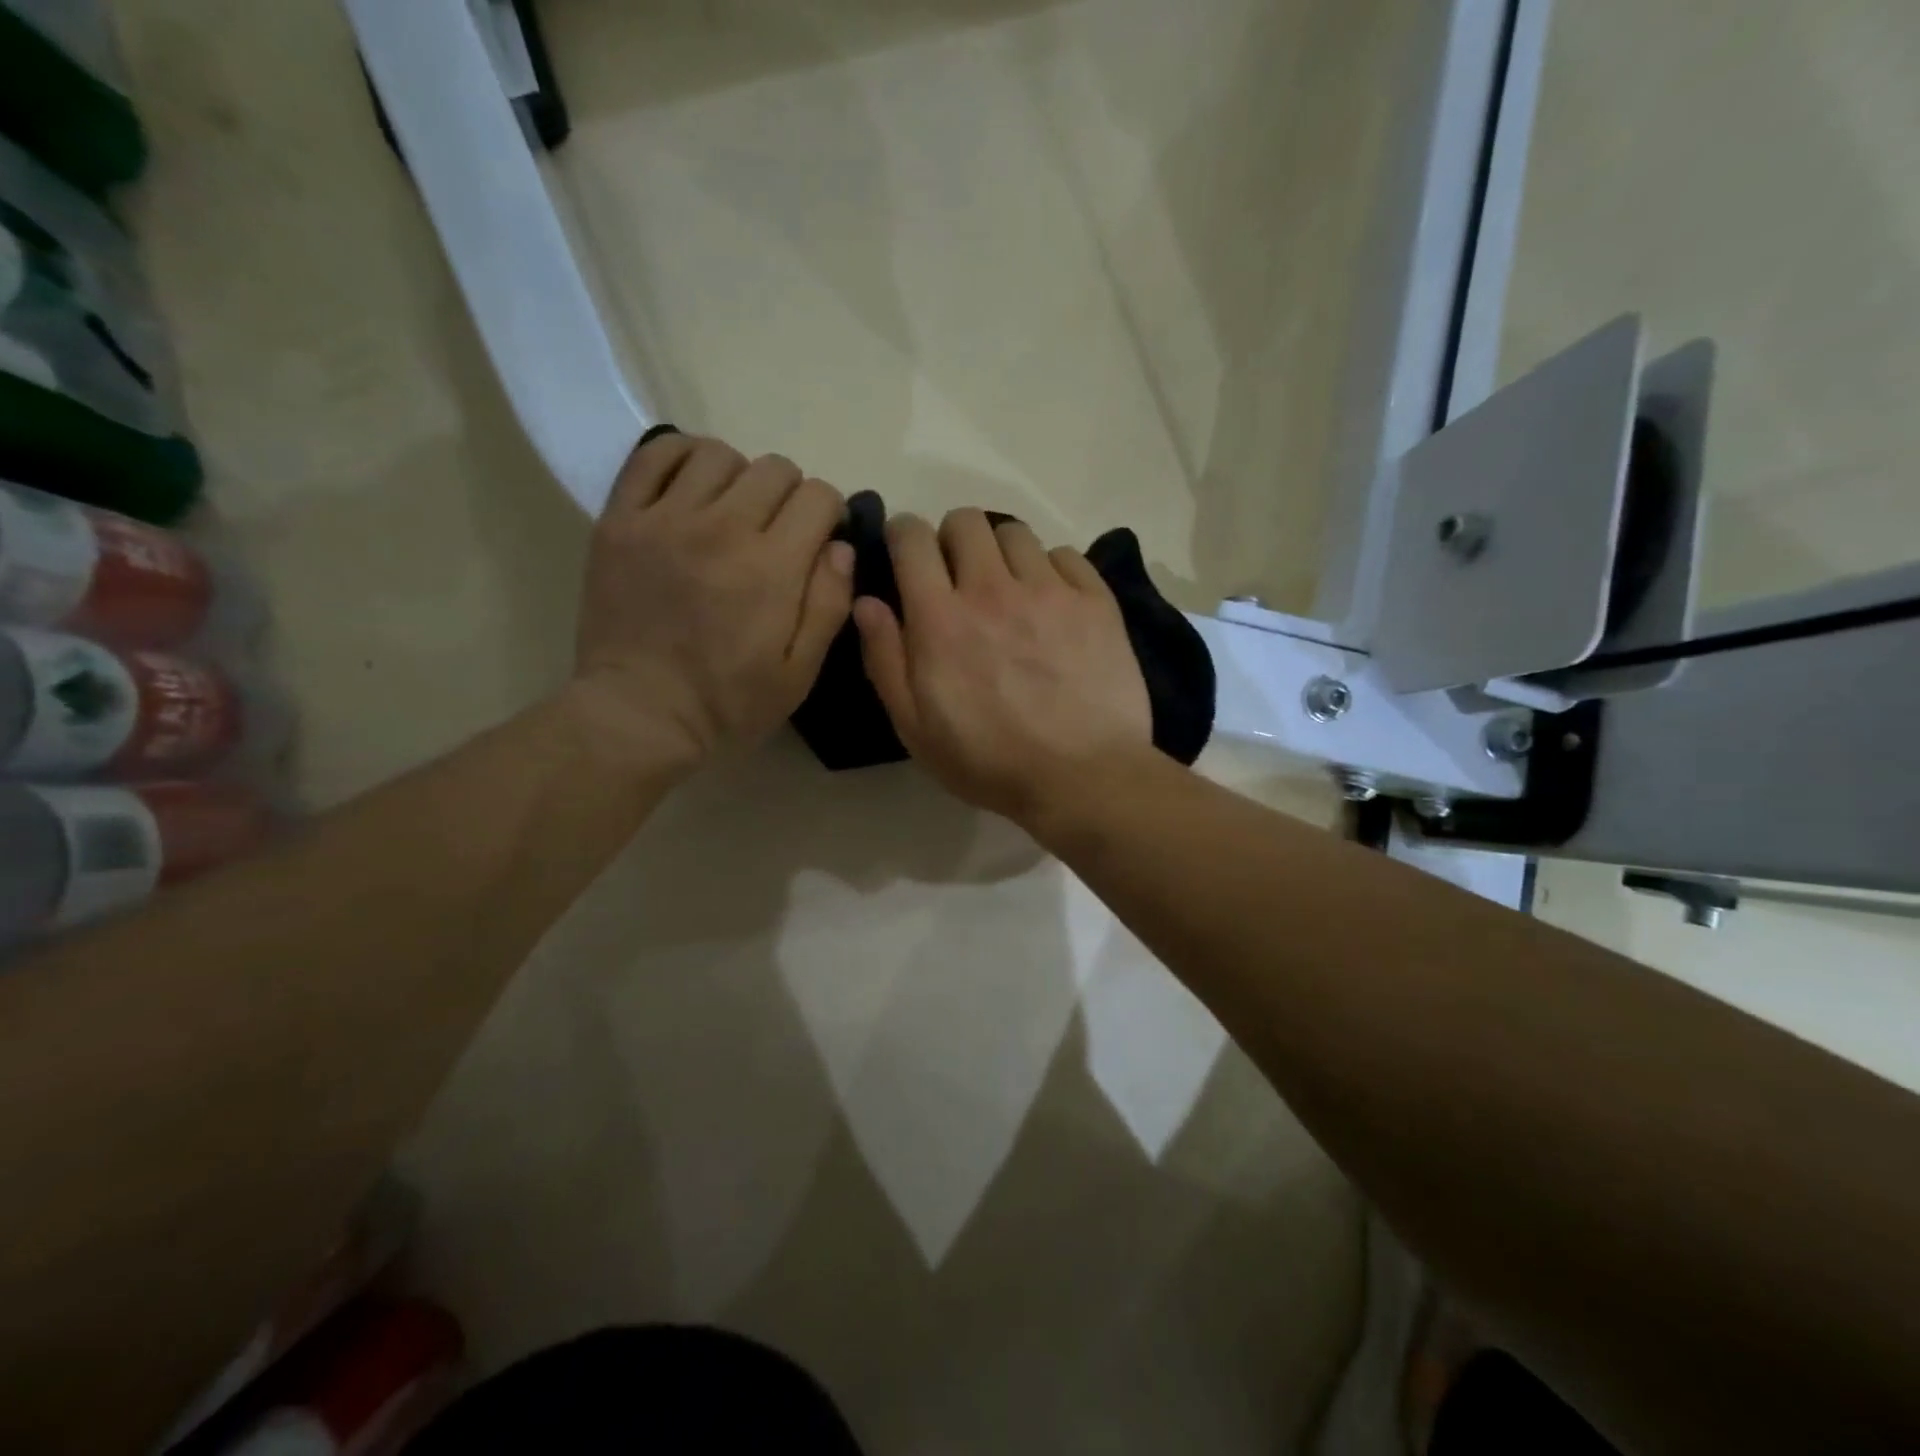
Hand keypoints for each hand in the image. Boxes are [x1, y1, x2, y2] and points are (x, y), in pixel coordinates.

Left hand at [570, 432, 853, 772]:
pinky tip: (692, 487)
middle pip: (775, 469)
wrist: (638, 715)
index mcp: (771, 568)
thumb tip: (841, 546)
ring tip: (733, 513)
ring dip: (740, 477)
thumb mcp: (799, 672)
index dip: (829, 515)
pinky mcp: (621, 520)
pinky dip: (682, 457)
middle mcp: (722, 529)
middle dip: (791, 497)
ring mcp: (665, 519)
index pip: (819, 497)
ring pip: (719, 455)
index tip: (819, 542)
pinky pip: (654, 455)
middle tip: (778, 533)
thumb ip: (828, 604)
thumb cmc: (728, 703)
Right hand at [853, 508, 1152, 825]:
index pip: (912, 539)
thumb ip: (885, 659)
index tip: (907, 555)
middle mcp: (992, 589)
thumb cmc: (989, 761)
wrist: (1082, 778)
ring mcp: (1049, 591)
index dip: (904, 537)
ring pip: (1016, 533)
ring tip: (1009, 590)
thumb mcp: (916, 728)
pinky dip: (1052, 570)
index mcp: (941, 619)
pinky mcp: (1095, 601)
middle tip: (958, 578)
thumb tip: (868, 602)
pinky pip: (1066, 555)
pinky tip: (1053, 604)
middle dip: (952, 541)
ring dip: (1002, 553)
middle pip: (965, 521)